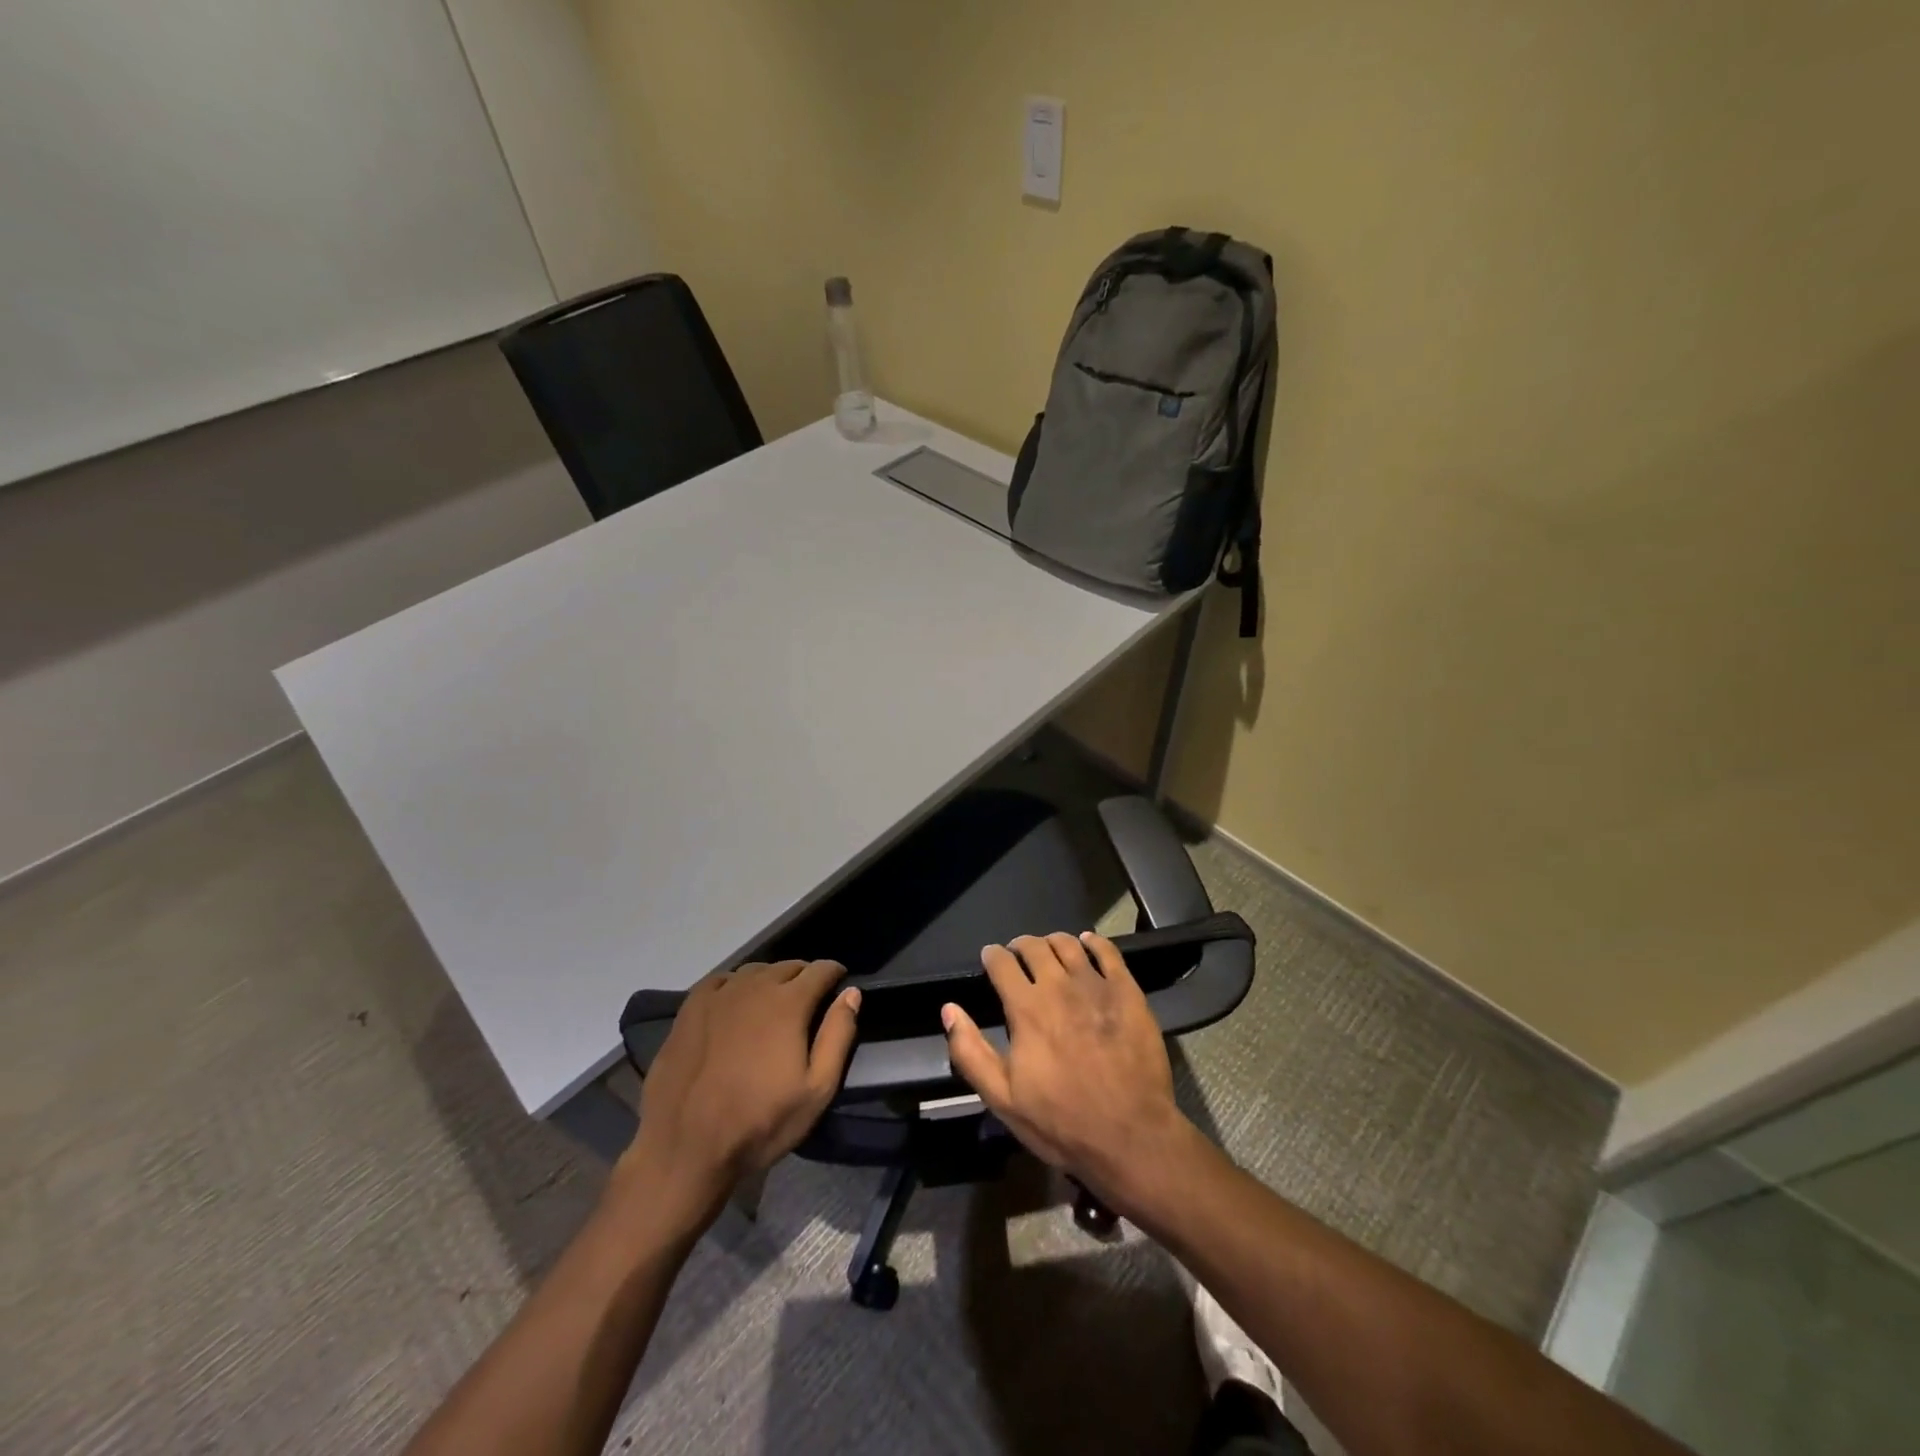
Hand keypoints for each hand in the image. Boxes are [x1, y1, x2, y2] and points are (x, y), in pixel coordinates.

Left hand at [620, 960, 860, 1217]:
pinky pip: (721, 981)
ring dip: (771, 980)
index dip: (835, 974)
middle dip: (804, 977)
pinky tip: (735, 1005)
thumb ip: (838, 1035)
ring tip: (773, 1004)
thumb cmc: (759, 1122)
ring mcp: (719, 995)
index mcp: (788, 1003)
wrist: (685, 1148)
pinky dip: (736, 985)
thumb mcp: (816, 1090)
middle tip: (809, 1002)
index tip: (839, 985)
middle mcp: (754, 986)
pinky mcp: (690, 1008)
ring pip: (755, 971)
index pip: (821, 969)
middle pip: (788, 966)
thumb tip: (851, 993)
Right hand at [941, 931, 1194, 1214]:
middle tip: (1018, 954)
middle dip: (1020, 945)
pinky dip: (1093, 942)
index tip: (990, 958)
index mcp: (1026, 1008)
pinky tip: (1088, 944)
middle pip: (1035, 946)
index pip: (1001, 963)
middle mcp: (1059, 986)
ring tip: (1049, 949)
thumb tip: (949, 1010)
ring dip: (1053, 941)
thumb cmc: (1062, 1122)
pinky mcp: (1128, 991)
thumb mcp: (1003, 1099)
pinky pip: (1108, 952)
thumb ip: (970, 1052)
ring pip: (1069, 944)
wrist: (1131, 1136)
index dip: (992, 955)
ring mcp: (1097, 985)